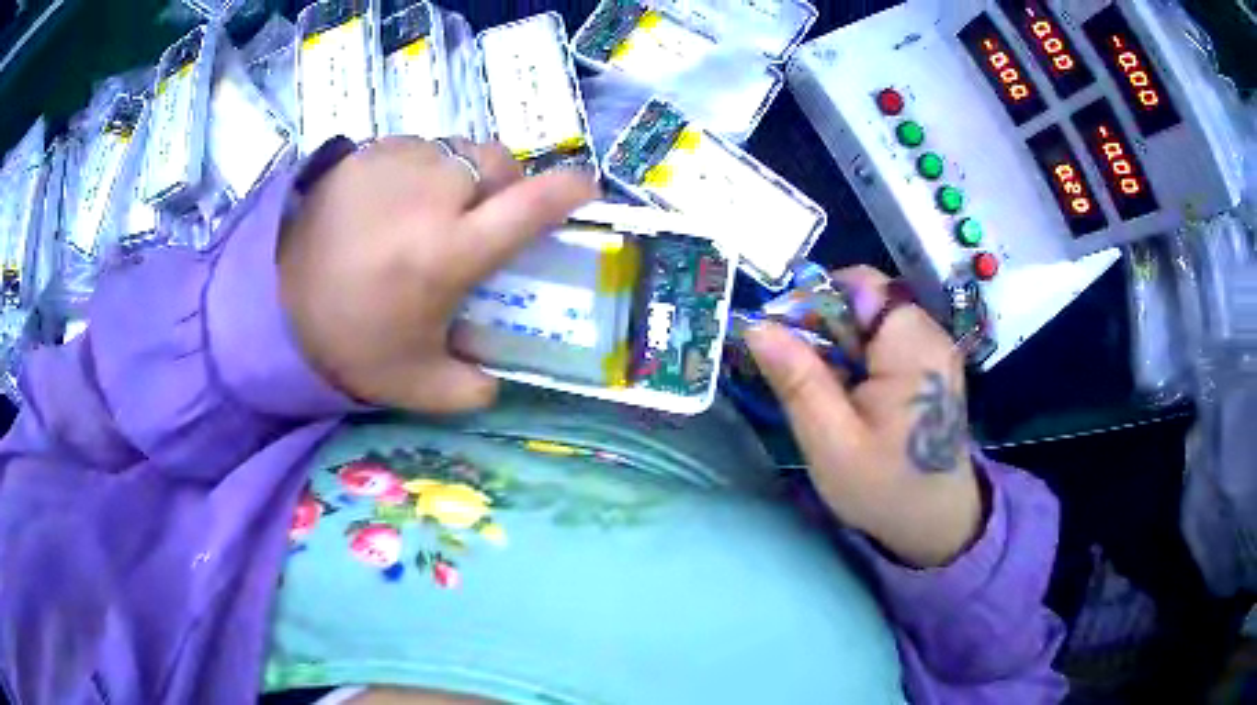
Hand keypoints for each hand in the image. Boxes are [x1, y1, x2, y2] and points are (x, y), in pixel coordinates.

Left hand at [279, 137, 597, 413]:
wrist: (271, 307)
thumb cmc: (347, 344)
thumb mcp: (415, 384)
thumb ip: (471, 389)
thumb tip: (498, 378)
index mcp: (449, 253)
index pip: (531, 205)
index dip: (570, 191)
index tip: (586, 191)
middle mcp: (429, 195)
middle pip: (499, 163)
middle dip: (507, 185)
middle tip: (485, 217)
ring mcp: (394, 164)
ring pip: (458, 150)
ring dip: (462, 175)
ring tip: (434, 210)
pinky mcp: (364, 153)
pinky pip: (417, 148)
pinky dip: (423, 168)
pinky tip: (396, 201)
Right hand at [746, 267, 983, 567]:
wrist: (936, 523)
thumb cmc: (885, 488)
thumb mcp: (831, 442)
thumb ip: (797, 380)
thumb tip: (756, 325)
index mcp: (912, 346)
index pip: (860, 283)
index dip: (816, 299)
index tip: (786, 340)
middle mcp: (929, 335)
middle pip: (865, 299)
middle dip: (824, 327)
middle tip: (800, 374)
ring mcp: (933, 349)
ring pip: (871, 319)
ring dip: (838, 344)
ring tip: (823, 390)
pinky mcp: (930, 364)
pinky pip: (884, 340)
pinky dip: (858, 358)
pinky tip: (848, 395)